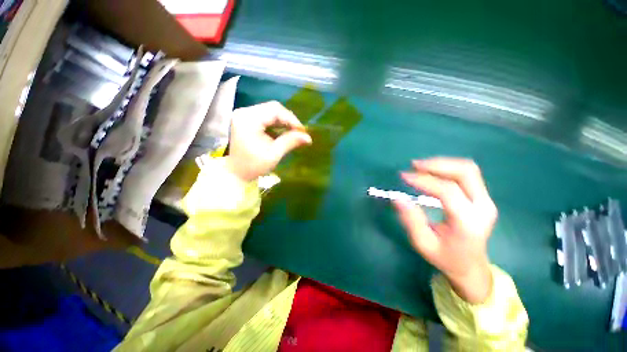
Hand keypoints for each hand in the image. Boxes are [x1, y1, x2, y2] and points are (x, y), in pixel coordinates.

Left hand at [226, 101, 311, 181]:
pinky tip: (282, 133)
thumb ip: (290, 142)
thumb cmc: (253, 166)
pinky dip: (277, 124)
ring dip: (283, 122)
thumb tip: (308, 137)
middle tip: (299, 132)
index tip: (302, 131)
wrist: (236, 173)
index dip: (291, 119)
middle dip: (288, 120)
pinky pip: (266, 117)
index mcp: (248, 119)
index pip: (275, 110)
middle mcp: (245, 112)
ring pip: (270, 112)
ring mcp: (245, 115)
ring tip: (293, 133)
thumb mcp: (274, 154)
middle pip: (273, 109)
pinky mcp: (247, 120)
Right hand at [394, 158, 497, 303]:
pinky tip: (432, 172)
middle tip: (413, 166)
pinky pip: (467, 174)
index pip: (448, 191)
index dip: (424, 180)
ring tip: (420, 167)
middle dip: (437, 164)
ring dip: (442, 164)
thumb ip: (411, 220)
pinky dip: (448, 168)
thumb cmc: (445, 257)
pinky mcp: (483, 197)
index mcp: (467, 222)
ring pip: (468, 169)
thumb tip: (398, 198)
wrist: (471, 266)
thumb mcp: (423, 243)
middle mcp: (482, 207)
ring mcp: (486, 200)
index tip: (404, 176)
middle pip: (465, 172)